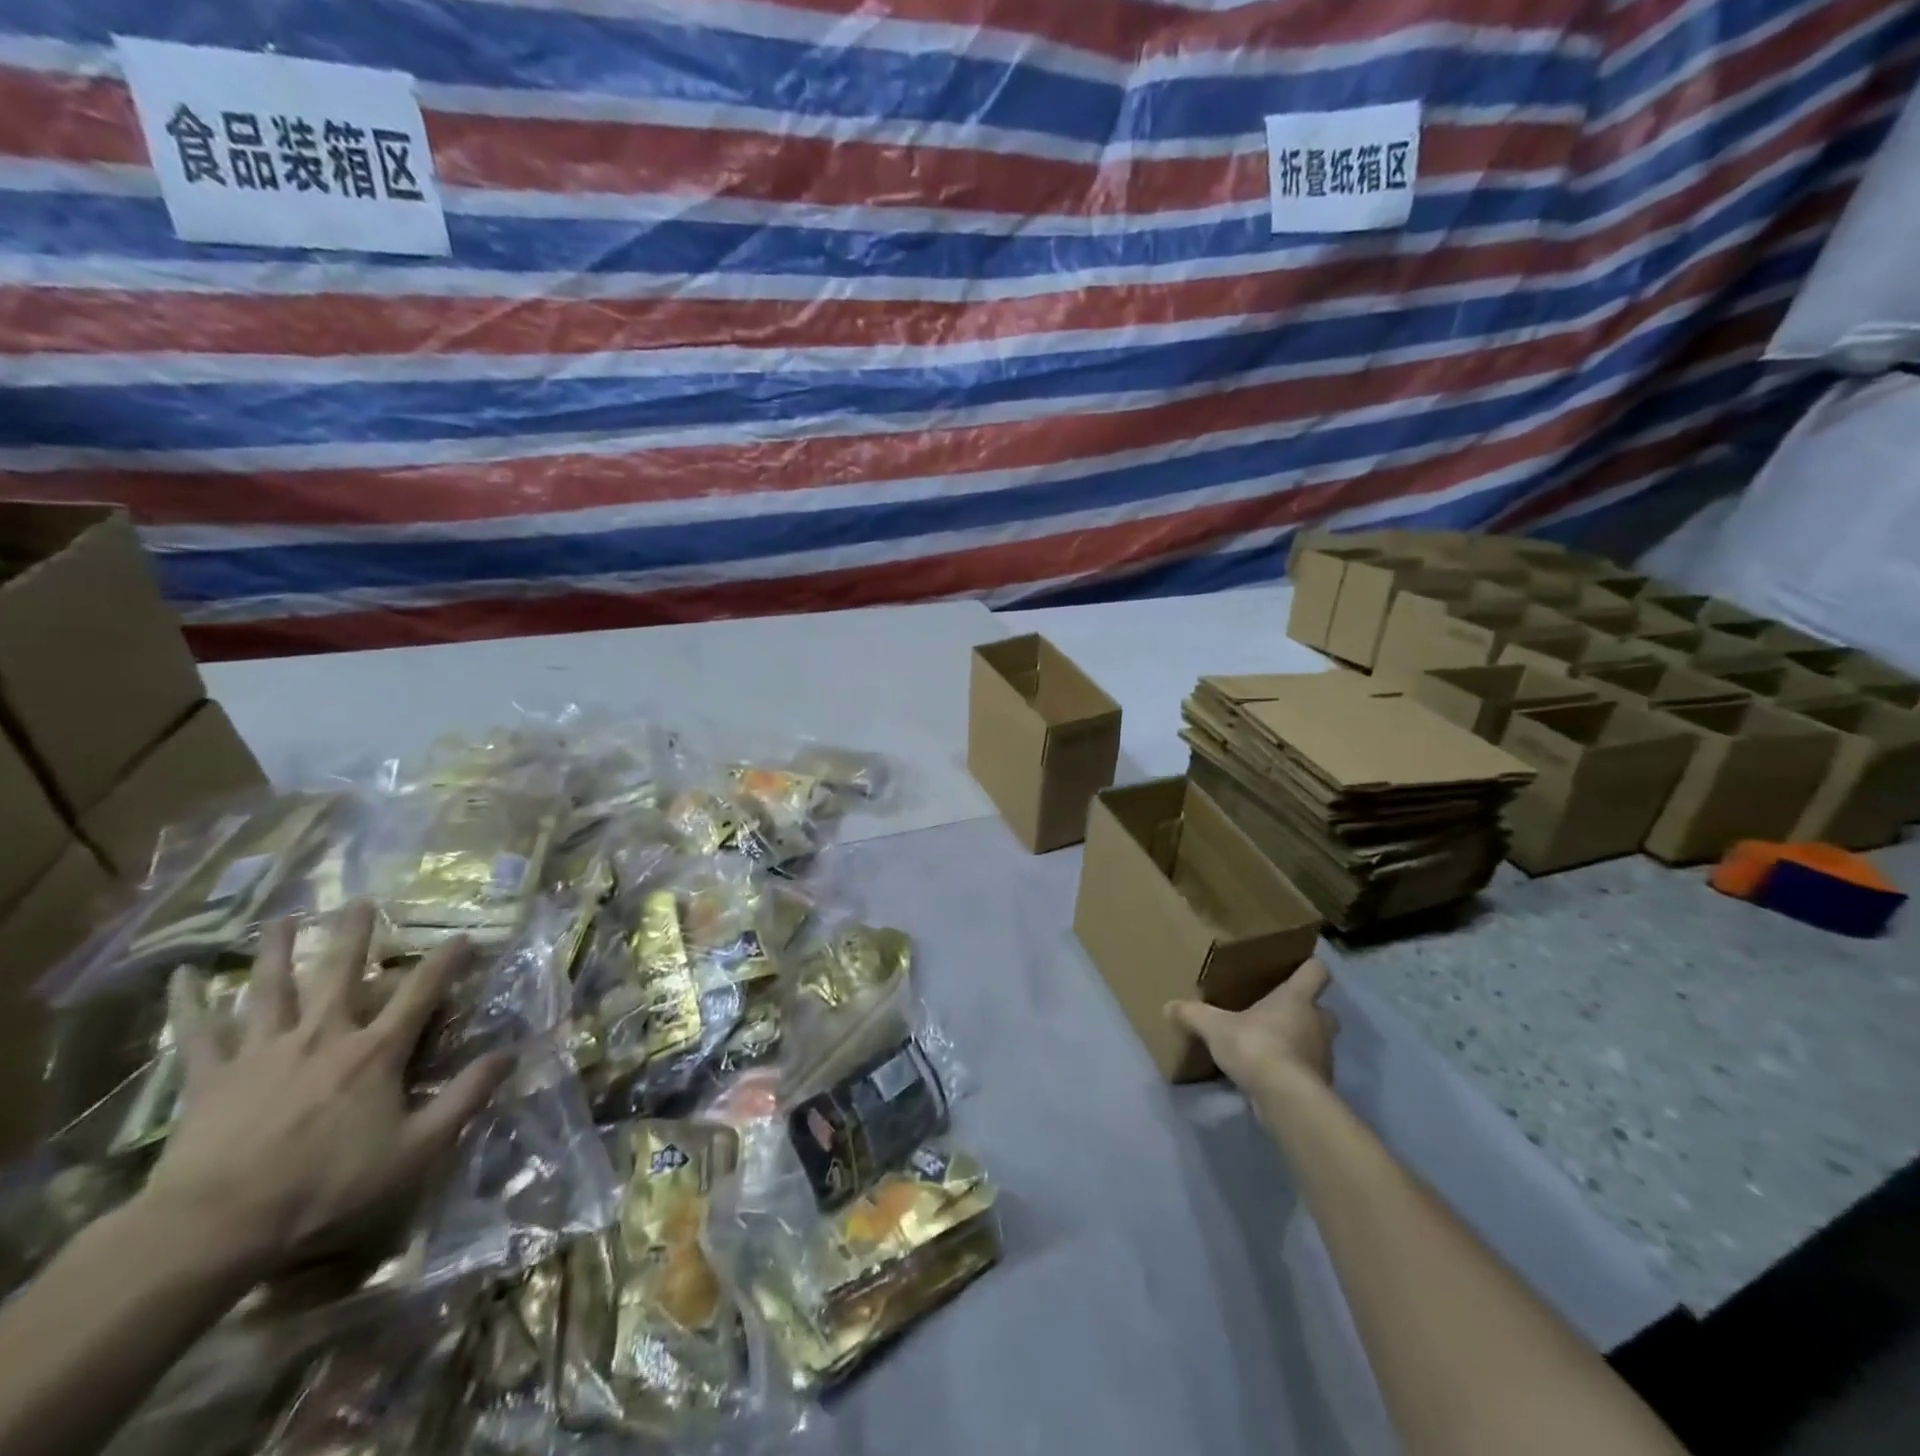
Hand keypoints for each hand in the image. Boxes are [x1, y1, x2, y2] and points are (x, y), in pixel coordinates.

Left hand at [140, 902, 511, 1277]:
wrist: (216, 1226)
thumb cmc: (327, 1186)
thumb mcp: (416, 1148)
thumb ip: (465, 1096)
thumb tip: (511, 1053)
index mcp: (374, 1052)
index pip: (421, 992)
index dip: (447, 961)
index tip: (464, 936)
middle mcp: (322, 1036)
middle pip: (340, 973)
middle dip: (355, 934)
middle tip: (361, 900)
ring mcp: (262, 1052)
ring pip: (271, 988)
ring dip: (277, 950)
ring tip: (281, 918)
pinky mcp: (211, 1077)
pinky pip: (197, 1033)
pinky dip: (189, 1003)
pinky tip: (182, 976)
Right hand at [1166, 957, 1338, 1101]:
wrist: (1286, 1098)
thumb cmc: (1256, 1046)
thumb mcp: (1214, 1027)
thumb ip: (1193, 1014)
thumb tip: (1168, 1006)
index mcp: (1296, 998)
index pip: (1316, 971)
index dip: (1308, 967)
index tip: (1297, 968)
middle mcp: (1317, 1022)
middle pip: (1324, 1009)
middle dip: (1306, 1011)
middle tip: (1279, 1013)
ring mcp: (1323, 1056)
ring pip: (1317, 1041)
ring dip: (1299, 1042)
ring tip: (1270, 1046)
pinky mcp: (1320, 1085)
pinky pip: (1308, 1070)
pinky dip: (1294, 1070)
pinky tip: (1270, 1075)